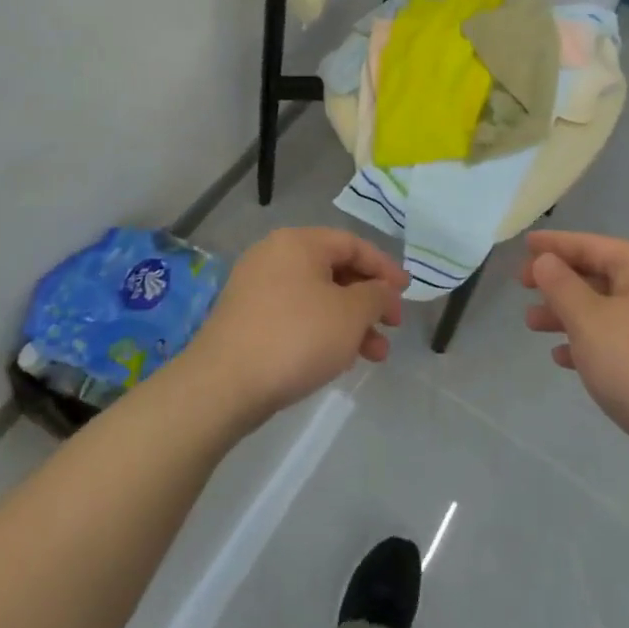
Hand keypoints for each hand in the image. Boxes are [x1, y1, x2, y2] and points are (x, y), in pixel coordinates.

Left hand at [182, 227, 404, 425]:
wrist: (223, 385)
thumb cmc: (296, 337)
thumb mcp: (350, 314)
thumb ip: (376, 296)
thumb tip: (382, 291)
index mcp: (299, 242)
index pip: (353, 244)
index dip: (385, 268)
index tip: (405, 294)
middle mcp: (274, 255)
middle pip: (335, 270)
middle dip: (368, 302)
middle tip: (390, 328)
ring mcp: (256, 287)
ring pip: (316, 297)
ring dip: (349, 323)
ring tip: (373, 356)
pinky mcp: (246, 318)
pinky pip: (295, 315)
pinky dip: (322, 330)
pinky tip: (337, 360)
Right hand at [522, 231, 628, 492]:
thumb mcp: (589, 322)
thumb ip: (561, 285)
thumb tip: (546, 260)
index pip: (592, 245)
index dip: (555, 244)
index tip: (525, 245)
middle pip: (601, 275)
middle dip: (559, 283)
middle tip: (522, 288)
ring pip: (609, 310)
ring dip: (570, 315)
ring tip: (533, 326)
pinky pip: (623, 339)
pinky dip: (593, 342)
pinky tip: (565, 359)